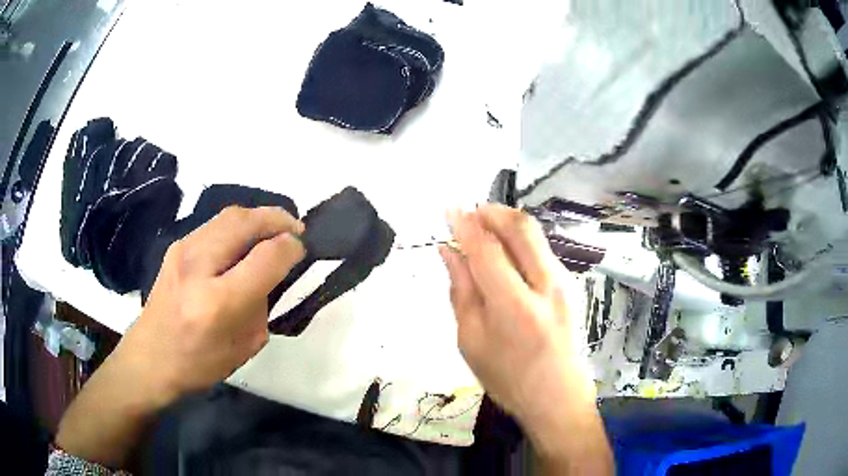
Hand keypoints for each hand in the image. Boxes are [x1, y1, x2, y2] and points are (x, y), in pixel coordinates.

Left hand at [57, 206, 305, 467]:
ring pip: (230, 214)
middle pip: (245, 221)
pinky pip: (215, 224)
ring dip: (257, 218)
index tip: (301, 251)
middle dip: (278, 219)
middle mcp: (198, 266)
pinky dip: (238, 225)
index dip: (291, 248)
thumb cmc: (198, 364)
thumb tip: (272, 274)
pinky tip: (243, 242)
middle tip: (295, 230)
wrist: (149, 358)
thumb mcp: (244, 347)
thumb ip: (262, 306)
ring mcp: (183, 250)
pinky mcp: (176, 246)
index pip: (266, 257)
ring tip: (272, 231)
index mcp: (218, 302)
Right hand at [440, 205, 594, 433]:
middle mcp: (547, 286)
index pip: (486, 250)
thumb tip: (448, 251)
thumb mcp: (471, 340)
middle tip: (471, 212)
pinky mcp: (573, 285)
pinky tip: (506, 257)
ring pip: (535, 236)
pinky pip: (543, 252)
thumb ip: (461, 291)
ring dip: (507, 225)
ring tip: (484, 232)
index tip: (449, 209)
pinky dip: (521, 244)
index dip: (465, 224)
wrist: (558, 397)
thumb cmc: (508, 377)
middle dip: (493, 211)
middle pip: (522, 228)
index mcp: (515, 307)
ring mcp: (565, 283)